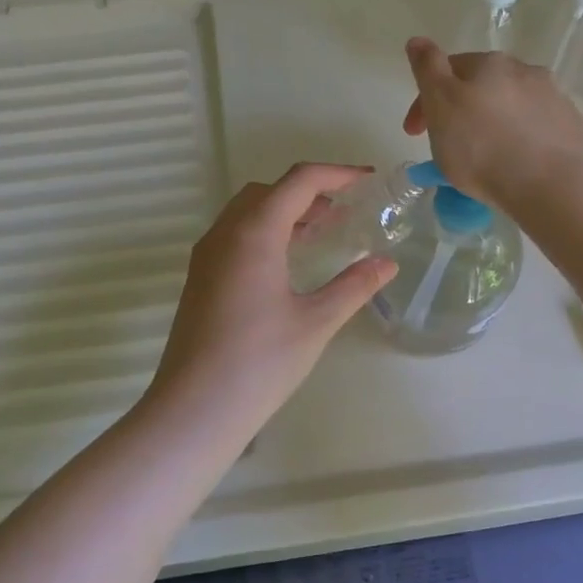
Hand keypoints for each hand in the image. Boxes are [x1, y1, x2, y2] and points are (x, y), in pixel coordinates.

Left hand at [144, 164, 397, 442]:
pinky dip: (265, 230)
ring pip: (247, 211)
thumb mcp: (316, 322)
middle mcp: (225, 233)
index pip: (298, 181)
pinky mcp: (200, 278)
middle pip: (268, 190)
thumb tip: (388, 264)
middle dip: (309, 191)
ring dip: (285, 210)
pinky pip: (235, 234)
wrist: (194, 409)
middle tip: (344, 210)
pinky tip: (287, 261)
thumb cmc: (259, 363)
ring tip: (320, 231)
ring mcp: (207, 256)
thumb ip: (354, 286)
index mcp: (254, 233)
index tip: (368, 179)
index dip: (337, 173)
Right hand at [401, 38, 582, 207]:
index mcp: (490, 64)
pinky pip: (540, 131)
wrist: (552, 185)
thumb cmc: (482, 147)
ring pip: (514, 107)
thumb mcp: (441, 105)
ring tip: (488, 160)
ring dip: (497, 125)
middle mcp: (526, 72)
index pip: (448, 69)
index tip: (414, 133)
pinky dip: (525, 143)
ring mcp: (556, 100)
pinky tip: (520, 167)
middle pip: (484, 87)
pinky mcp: (576, 130)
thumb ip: (427, 69)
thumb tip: (418, 40)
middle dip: (464, 110)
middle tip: (450, 146)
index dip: (425, 99)